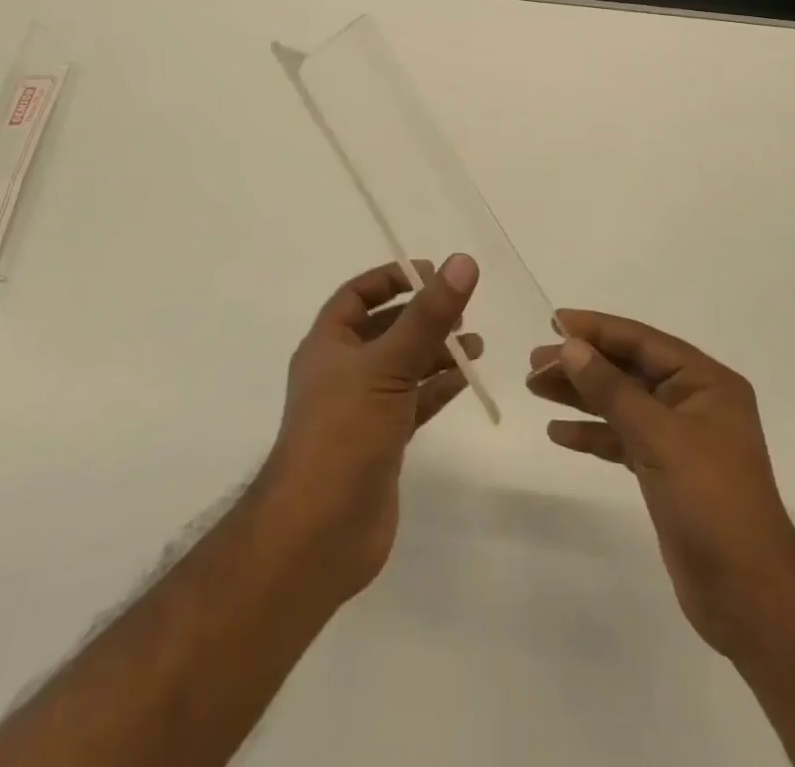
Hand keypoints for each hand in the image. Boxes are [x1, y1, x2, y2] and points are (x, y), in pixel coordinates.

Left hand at [256, 255, 480, 603]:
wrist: (319, 533)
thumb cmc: (344, 433)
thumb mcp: (389, 365)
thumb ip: (428, 316)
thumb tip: (462, 261)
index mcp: (328, 344)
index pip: (357, 295)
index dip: (391, 279)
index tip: (431, 273)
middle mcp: (342, 371)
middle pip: (385, 329)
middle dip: (421, 316)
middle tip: (462, 309)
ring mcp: (361, 408)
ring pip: (402, 366)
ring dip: (436, 352)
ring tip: (476, 344)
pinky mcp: (381, 442)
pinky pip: (413, 402)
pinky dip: (437, 388)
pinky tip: (465, 379)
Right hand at [527, 311, 794, 661]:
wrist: (748, 596)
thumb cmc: (710, 500)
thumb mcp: (658, 436)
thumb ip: (611, 388)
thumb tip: (570, 345)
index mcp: (705, 381)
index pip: (642, 341)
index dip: (597, 329)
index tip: (553, 320)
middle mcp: (693, 401)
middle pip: (628, 370)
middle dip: (582, 364)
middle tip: (534, 363)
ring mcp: (680, 438)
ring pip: (621, 403)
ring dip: (581, 395)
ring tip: (535, 388)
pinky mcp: (665, 471)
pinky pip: (622, 438)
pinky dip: (592, 433)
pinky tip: (559, 432)